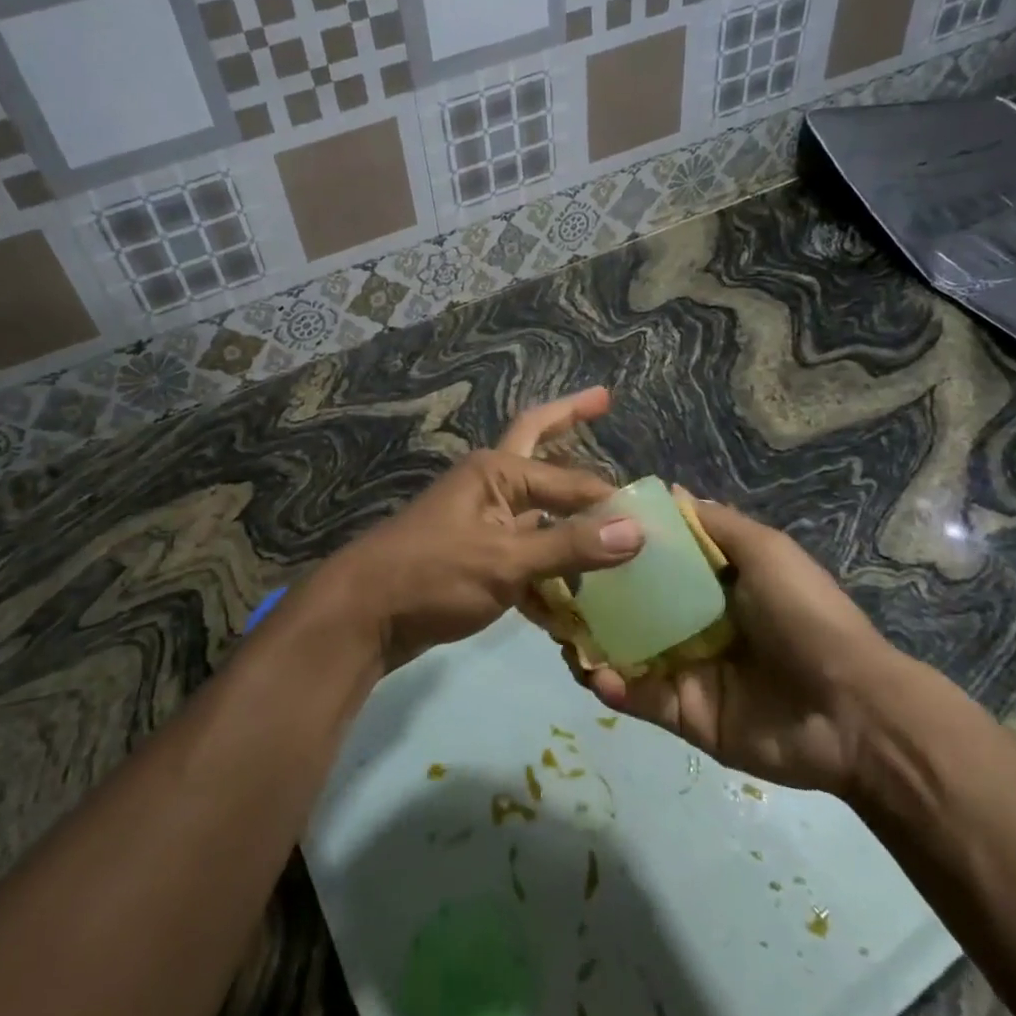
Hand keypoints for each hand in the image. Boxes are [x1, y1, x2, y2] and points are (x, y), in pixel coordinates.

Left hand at [320, 389, 643, 669]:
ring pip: (539, 511)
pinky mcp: (477, 557)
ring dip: (571, 519)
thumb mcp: (505, 561)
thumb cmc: (432, 575)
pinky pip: (525, 554)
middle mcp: (491, 485)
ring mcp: (483, 521)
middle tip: (604, 400)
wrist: (363, 616)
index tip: (652, 524)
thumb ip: (569, 546)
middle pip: (542, 447)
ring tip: (612, 525)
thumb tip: (636, 531)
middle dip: (571, 421)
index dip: (611, 500)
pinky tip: (575, 598)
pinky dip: (550, 570)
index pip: (571, 480)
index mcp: (497, 472)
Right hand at [584, 499, 907, 795]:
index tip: (576, 530)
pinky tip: (593, 672)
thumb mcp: (764, 551)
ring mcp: (686, 669)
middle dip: (592, 596)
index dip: (618, 547)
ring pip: (625, 651)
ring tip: (558, 631)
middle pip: (632, 605)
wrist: (850, 710)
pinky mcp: (684, 714)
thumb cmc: (804, 616)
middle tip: (551, 586)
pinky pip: (638, 697)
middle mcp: (693, 622)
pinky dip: (612, 686)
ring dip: (590, 641)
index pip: (655, 560)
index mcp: (713, 584)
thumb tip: (666, 489)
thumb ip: (713, 523)